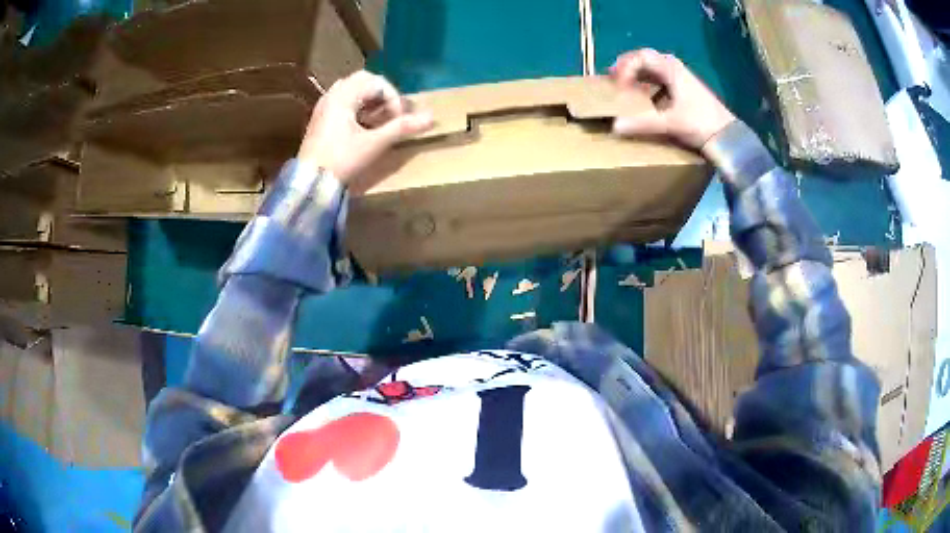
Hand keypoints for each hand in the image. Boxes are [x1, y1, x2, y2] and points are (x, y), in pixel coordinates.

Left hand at [297, 71, 433, 189]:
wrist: (310, 182)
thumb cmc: (342, 160)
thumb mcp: (374, 143)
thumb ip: (402, 128)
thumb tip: (431, 118)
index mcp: (344, 96)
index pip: (378, 82)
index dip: (394, 99)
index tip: (398, 121)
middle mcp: (332, 95)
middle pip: (364, 80)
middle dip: (382, 95)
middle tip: (390, 114)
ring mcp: (324, 106)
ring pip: (352, 90)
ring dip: (370, 100)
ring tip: (378, 120)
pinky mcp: (321, 119)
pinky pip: (342, 101)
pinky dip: (357, 107)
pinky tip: (362, 126)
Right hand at [609, 49, 734, 149]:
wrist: (727, 136)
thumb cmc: (700, 124)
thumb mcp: (670, 123)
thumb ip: (643, 124)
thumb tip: (615, 127)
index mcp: (671, 69)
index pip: (640, 57)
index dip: (624, 68)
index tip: (618, 86)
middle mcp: (675, 68)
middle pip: (646, 57)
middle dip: (627, 65)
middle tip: (613, 78)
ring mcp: (681, 77)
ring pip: (653, 66)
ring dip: (637, 72)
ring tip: (624, 84)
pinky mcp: (685, 88)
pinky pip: (660, 76)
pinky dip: (647, 80)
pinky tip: (643, 93)